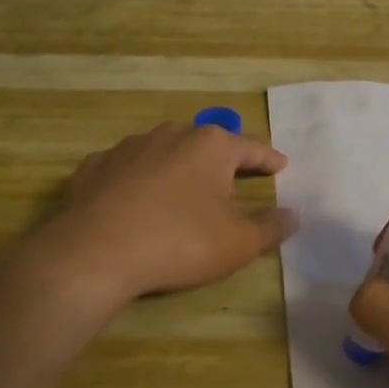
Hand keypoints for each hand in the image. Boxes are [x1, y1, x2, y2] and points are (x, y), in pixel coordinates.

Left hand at [23, 123, 295, 316]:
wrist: (95, 253)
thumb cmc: (180, 242)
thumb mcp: (238, 243)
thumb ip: (271, 227)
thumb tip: (294, 214)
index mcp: (211, 146)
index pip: (251, 148)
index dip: (269, 159)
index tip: (281, 165)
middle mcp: (171, 135)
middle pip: (206, 144)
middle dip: (222, 159)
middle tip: (233, 177)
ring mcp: (128, 147)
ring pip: (164, 151)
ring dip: (178, 167)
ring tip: (183, 189)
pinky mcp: (94, 166)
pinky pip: (127, 169)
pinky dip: (138, 180)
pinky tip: (136, 200)